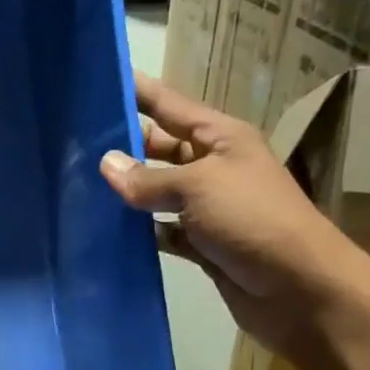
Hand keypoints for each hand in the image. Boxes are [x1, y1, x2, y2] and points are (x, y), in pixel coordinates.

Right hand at [99, 76, 369, 355]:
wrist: (298, 289)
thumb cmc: (252, 220)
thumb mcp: (198, 187)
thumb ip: (148, 178)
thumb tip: (106, 165)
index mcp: (221, 138)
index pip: (171, 105)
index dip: (139, 92)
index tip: (102, 80)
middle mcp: (213, 167)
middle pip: (161, 148)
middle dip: (124, 145)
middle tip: (72, 145)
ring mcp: (207, 208)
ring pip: (157, 192)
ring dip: (126, 192)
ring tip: (77, 186)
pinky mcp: (202, 245)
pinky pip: (162, 231)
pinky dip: (140, 232)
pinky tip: (106, 232)